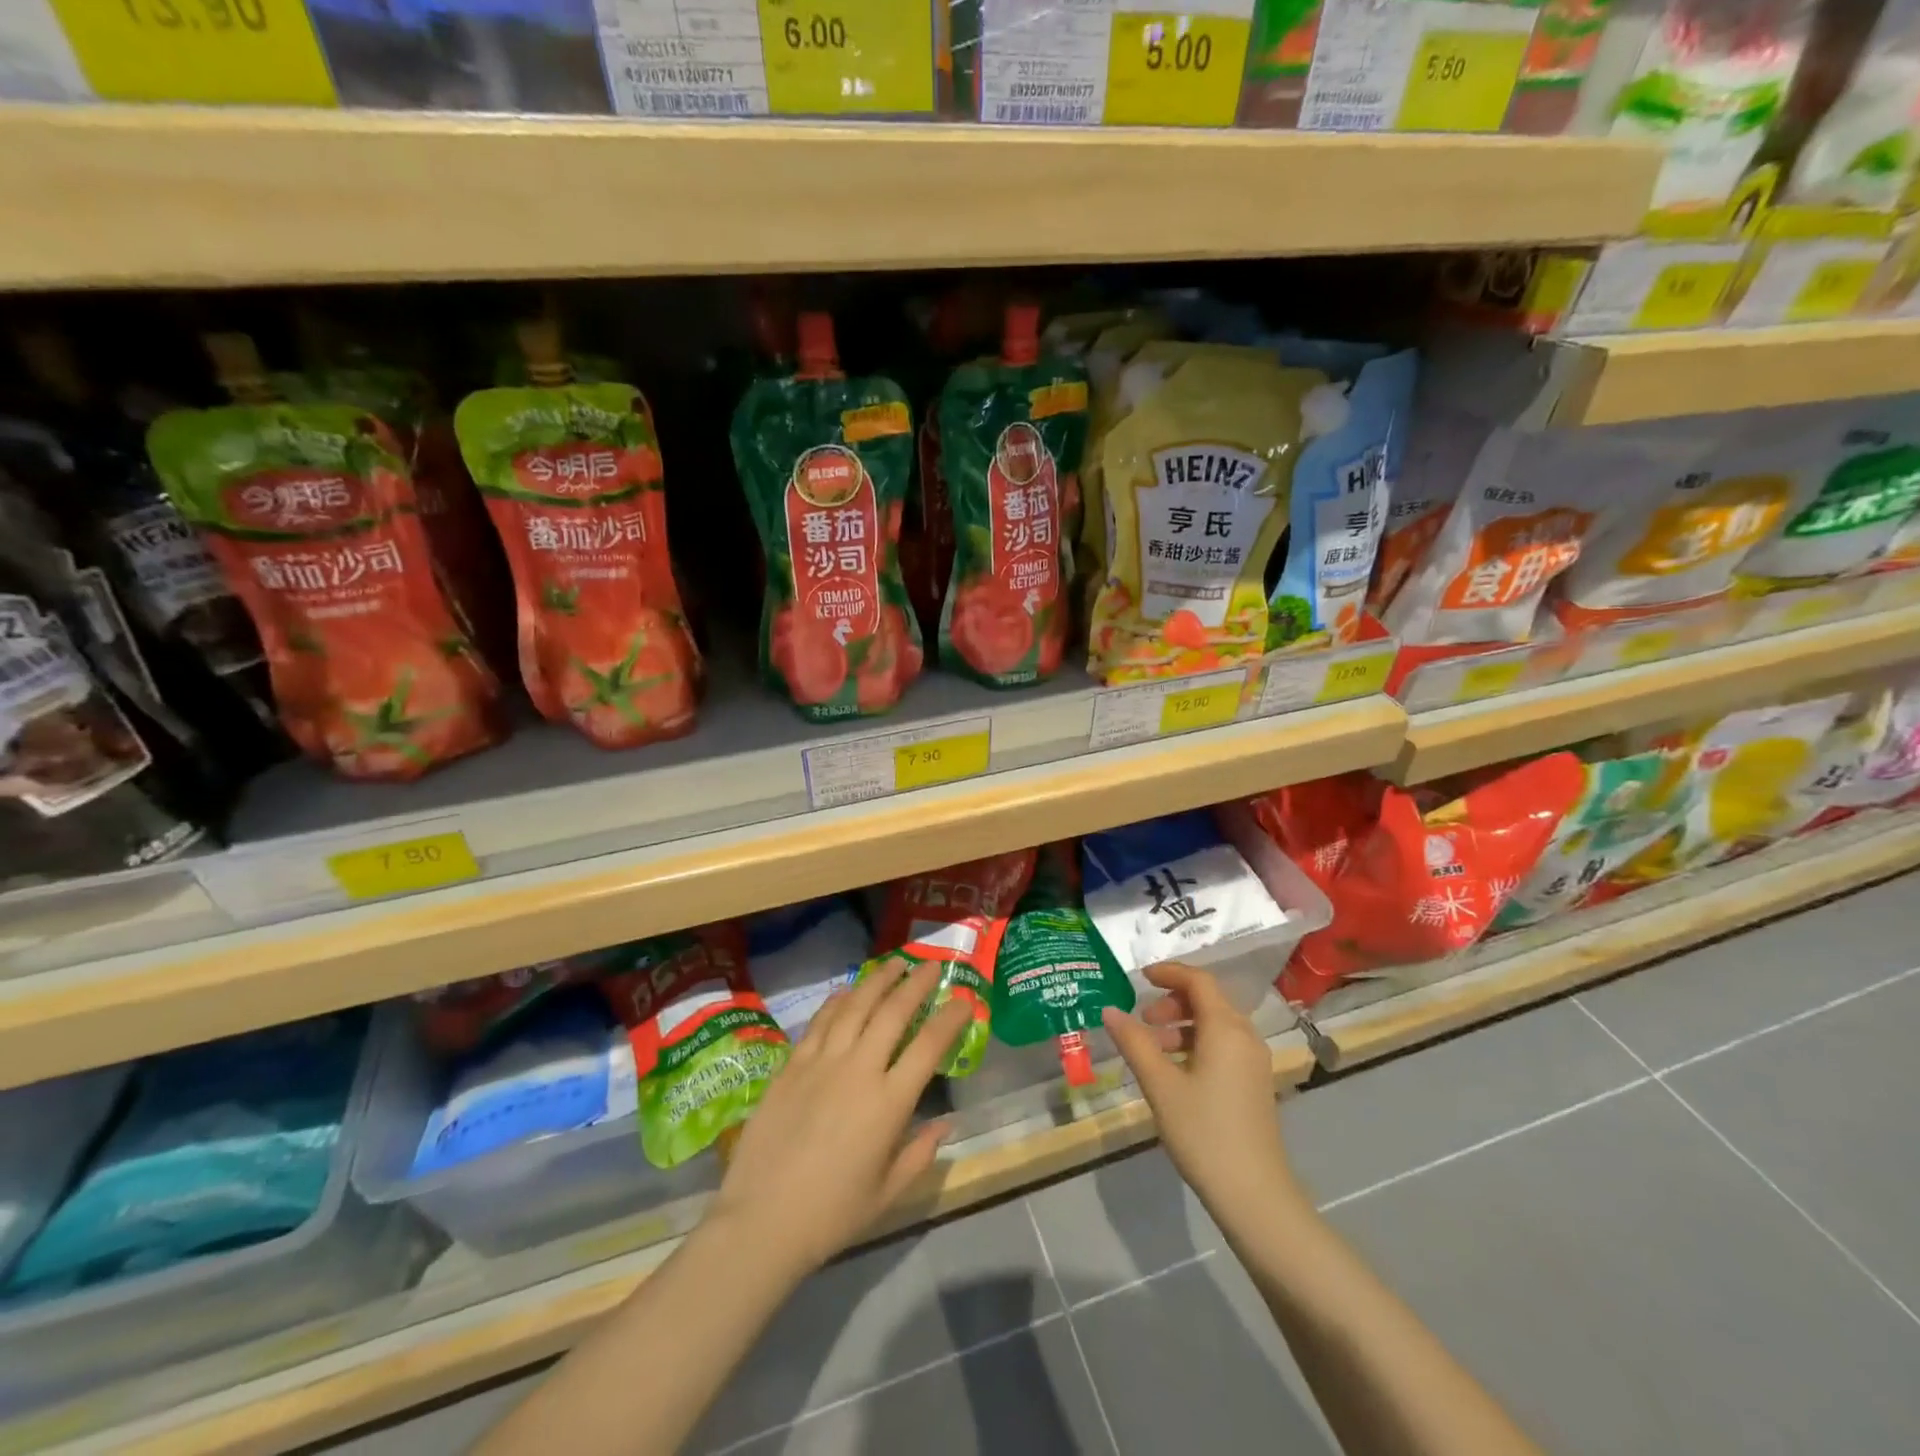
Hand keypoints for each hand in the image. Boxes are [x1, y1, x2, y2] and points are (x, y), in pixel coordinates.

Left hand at [708, 957, 969, 1280]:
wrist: (762, 1221)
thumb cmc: (833, 1214)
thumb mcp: (889, 1192)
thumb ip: (921, 1152)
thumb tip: (946, 1122)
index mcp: (889, 1103)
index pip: (929, 1045)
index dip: (950, 1018)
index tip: (963, 1000)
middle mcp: (859, 1070)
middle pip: (893, 1012)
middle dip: (916, 983)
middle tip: (931, 965)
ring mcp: (822, 1062)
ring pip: (855, 1006)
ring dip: (878, 980)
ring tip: (894, 964)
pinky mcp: (792, 1064)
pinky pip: (820, 1022)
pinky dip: (837, 1001)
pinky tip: (846, 991)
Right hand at [1102, 961, 1303, 1228]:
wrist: (1254, 1195)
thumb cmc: (1203, 1132)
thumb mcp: (1160, 1085)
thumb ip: (1134, 1042)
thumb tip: (1109, 1010)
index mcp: (1226, 1028)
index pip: (1199, 981)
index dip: (1169, 972)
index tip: (1140, 977)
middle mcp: (1245, 1036)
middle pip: (1208, 1000)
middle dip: (1173, 1002)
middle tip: (1143, 1020)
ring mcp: (1254, 1061)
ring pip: (1216, 1024)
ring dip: (1183, 1025)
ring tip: (1152, 1048)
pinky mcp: (1254, 1083)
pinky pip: (1224, 1045)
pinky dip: (1197, 1043)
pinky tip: (1175, 1071)